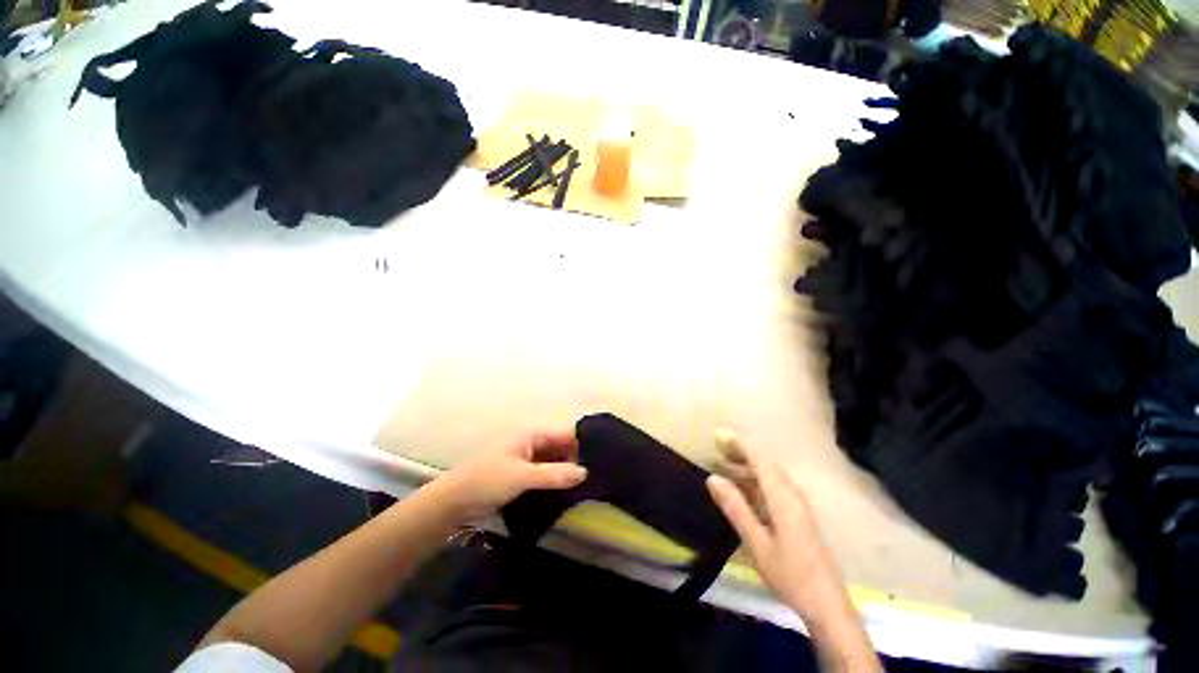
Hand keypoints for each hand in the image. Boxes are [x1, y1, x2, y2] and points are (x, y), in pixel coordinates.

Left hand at [433, 431, 587, 522]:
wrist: (452, 502)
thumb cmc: (487, 480)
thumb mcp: (522, 476)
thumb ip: (554, 474)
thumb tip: (585, 472)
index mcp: (532, 434)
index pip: (565, 434)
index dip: (583, 444)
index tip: (603, 458)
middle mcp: (532, 442)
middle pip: (562, 447)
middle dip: (577, 459)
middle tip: (599, 475)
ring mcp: (527, 459)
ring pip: (555, 461)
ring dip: (567, 471)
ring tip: (590, 485)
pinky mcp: (522, 475)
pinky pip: (546, 473)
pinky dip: (556, 480)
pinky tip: (569, 492)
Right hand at [706, 432, 845, 623]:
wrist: (826, 604)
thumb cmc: (790, 574)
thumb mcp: (756, 543)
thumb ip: (736, 508)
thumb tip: (713, 478)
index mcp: (783, 498)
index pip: (760, 460)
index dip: (740, 445)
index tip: (719, 436)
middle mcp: (793, 495)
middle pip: (766, 464)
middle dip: (743, 452)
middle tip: (718, 448)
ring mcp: (798, 505)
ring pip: (771, 475)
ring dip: (749, 465)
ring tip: (726, 464)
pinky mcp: (799, 515)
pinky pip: (775, 486)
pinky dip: (757, 480)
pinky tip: (745, 489)